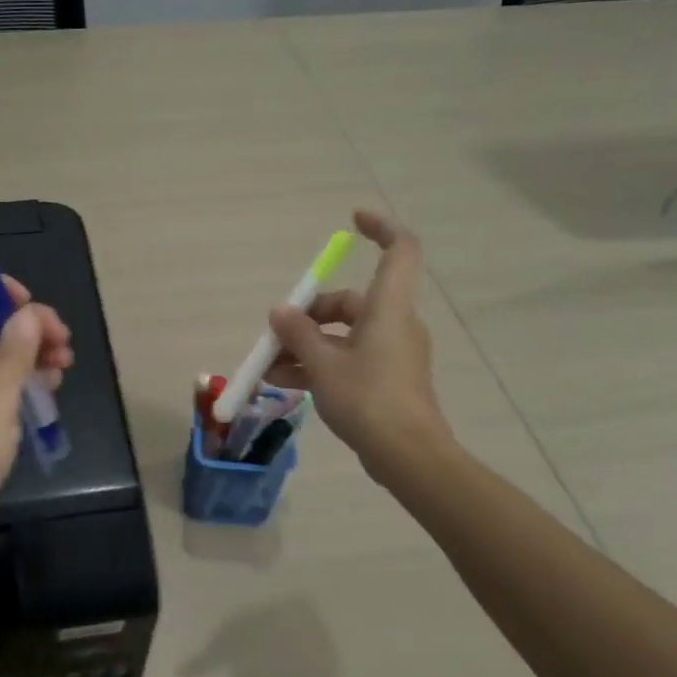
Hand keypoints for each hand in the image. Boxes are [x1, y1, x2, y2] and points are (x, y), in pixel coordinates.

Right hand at [265, 209, 449, 476]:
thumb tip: (280, 311)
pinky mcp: (386, 379)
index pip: (400, 251)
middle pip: (351, 301)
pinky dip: (319, 365)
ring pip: (343, 335)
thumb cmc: (368, 399)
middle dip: (309, 314)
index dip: (381, 227)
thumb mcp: (323, 364)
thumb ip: (298, 334)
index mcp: (389, 308)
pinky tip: (284, 381)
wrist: (407, 455)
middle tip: (275, 334)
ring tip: (268, 366)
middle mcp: (394, 324)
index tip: (352, 220)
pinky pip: (347, 359)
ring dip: (306, 345)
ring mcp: (391, 354)